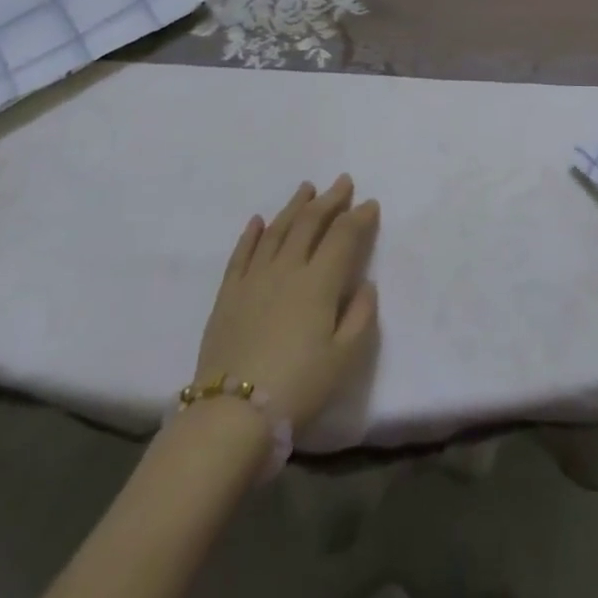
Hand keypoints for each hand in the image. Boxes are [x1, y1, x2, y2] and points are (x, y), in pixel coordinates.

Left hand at [194, 176, 380, 430]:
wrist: (231, 415)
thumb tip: (365, 283)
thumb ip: (361, 316)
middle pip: (310, 224)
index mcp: (319, 283)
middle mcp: (287, 269)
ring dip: (294, 207)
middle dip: (329, 200)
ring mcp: (253, 279)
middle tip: (342, 182)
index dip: (358, 217)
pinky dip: (251, 233)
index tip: (370, 203)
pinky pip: (241, 253)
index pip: (343, 237)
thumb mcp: (345, 359)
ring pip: (276, 230)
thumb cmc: (298, 388)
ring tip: (306, 188)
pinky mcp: (227, 294)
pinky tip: (258, 220)